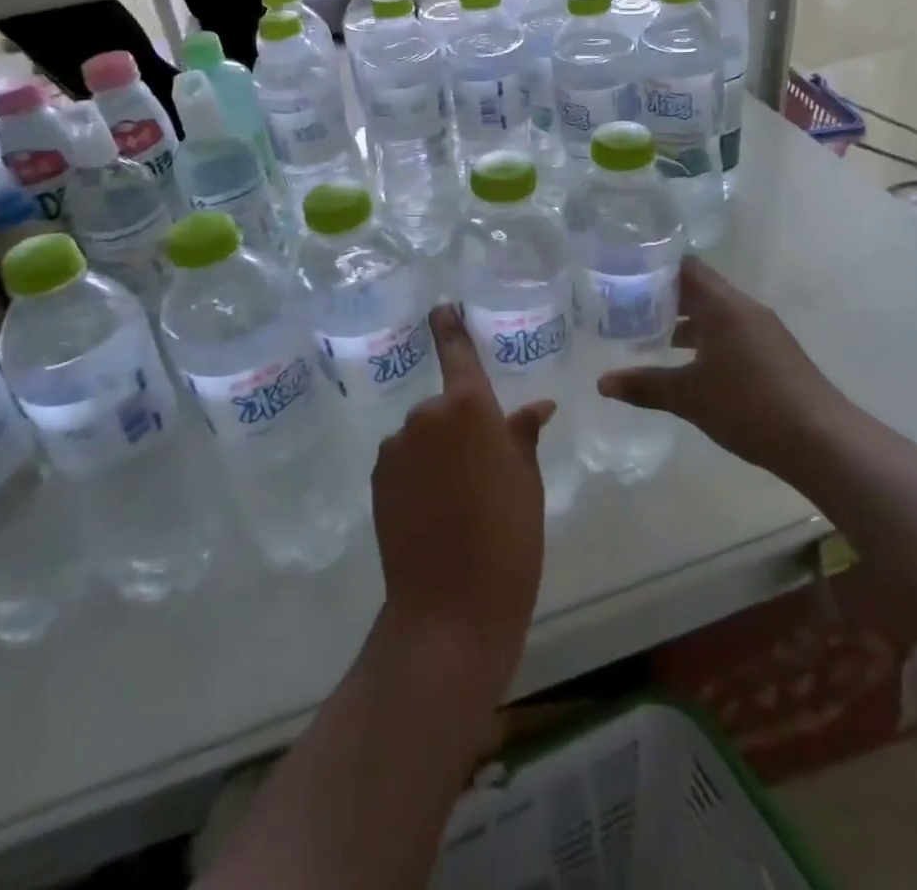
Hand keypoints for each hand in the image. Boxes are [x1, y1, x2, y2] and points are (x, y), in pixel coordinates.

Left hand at [372, 305, 554, 697]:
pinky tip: (434, 510)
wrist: (450, 608)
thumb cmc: (507, 539)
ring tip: (459, 498)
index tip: (441, 308)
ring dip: (439, 451)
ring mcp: (396, 446)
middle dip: (461, 425)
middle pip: (446, 406)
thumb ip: (523, 435)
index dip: (449, 328)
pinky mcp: (377, 477)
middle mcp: (426, 416)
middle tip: (484, 468)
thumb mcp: (527, 483)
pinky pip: (405, 459)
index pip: (458, 353)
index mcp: (469, 407)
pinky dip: (418, 472)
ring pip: (424, 435)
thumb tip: (538, 406)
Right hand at [597, 257, 839, 479]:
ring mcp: (763, 330)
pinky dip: (705, 338)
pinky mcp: (773, 352)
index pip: (685, 268)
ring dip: (684, 320)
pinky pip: (730, 331)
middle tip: (626, 307)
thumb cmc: (749, 407)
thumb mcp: (689, 397)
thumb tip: (602, 383)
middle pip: (698, 288)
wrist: (822, 441)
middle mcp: (744, 309)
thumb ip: (644, 386)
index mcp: (723, 306)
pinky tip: (687, 364)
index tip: (624, 276)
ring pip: (715, 312)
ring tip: (648, 335)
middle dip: (663, 297)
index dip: (653, 268)